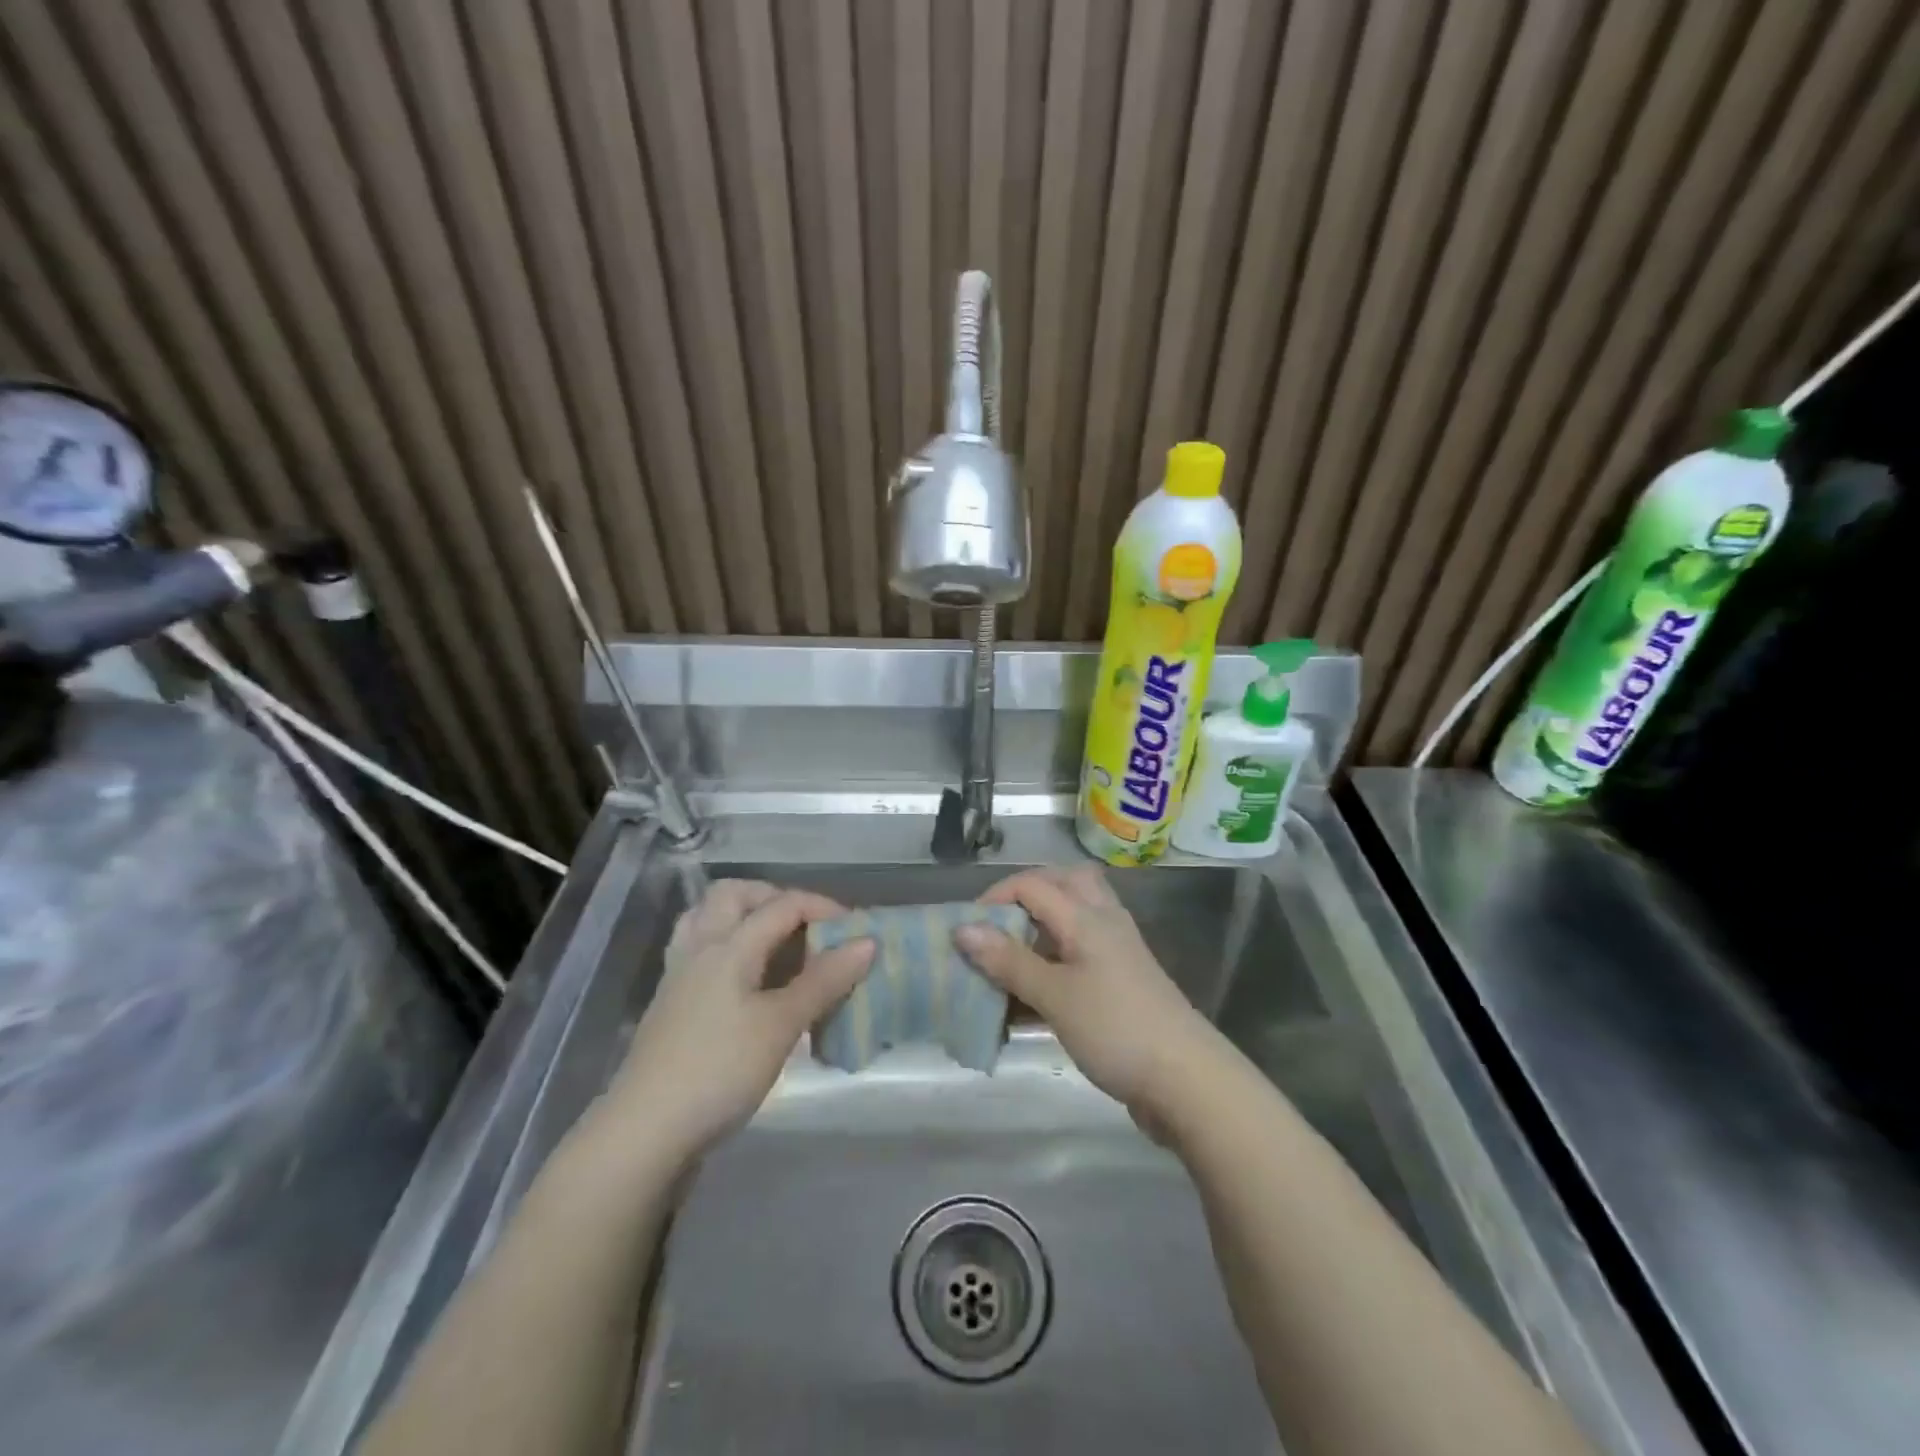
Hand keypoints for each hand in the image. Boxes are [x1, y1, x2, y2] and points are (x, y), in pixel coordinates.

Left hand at [604, 880, 873, 1169]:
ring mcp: (679, 975)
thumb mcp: (780, 1025)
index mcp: (728, 945)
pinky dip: (727, 947)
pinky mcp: (671, 1004)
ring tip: (775, 943)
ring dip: (744, 917)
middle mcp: (700, 948)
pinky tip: (747, 980)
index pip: (782, 905)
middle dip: (775, 899)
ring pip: (708, 919)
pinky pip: (699, 950)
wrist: (645, 1131)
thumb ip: (824, 981)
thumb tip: (867, 942)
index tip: (857, 931)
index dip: (823, 908)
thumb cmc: (719, 1070)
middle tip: (806, 927)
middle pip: (734, 895)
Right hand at [955, 865, 1221, 1117]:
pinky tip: (1036, 993)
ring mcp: (1117, 952)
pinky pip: (1082, 952)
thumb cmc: (1116, 1030)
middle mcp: (1104, 922)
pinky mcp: (1123, 981)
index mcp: (1087, 917)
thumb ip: (1008, 961)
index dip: (995, 897)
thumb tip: (962, 928)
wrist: (1187, 1081)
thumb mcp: (1055, 995)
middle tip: (996, 927)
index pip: (1033, 884)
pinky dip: (1056, 959)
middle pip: (1064, 885)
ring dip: (1041, 928)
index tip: (966, 931)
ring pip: (1075, 918)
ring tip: (1010, 958)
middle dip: (1025, 897)